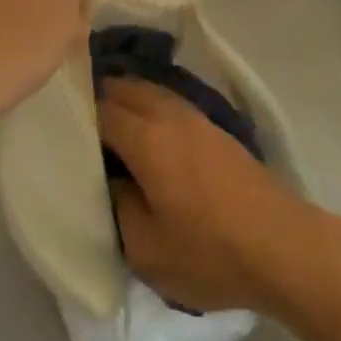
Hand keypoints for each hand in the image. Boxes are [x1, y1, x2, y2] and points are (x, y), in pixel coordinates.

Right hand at [99, 77, 315, 314]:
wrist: (282, 245)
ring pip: (150, 90)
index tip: (58, 129)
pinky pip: (170, 102)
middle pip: (125, 88)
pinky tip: (146, 131)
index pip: (100, 110)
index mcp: (147, 138)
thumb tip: (110, 180)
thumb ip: (117, 207)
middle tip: (77, 121)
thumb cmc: (210, 252)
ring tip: (106, 122)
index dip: (77, 116)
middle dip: (98, 97)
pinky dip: (149, 106)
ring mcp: (197, 118)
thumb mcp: (146, 249)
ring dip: (126, 98)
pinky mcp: (216, 129)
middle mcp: (170, 115)